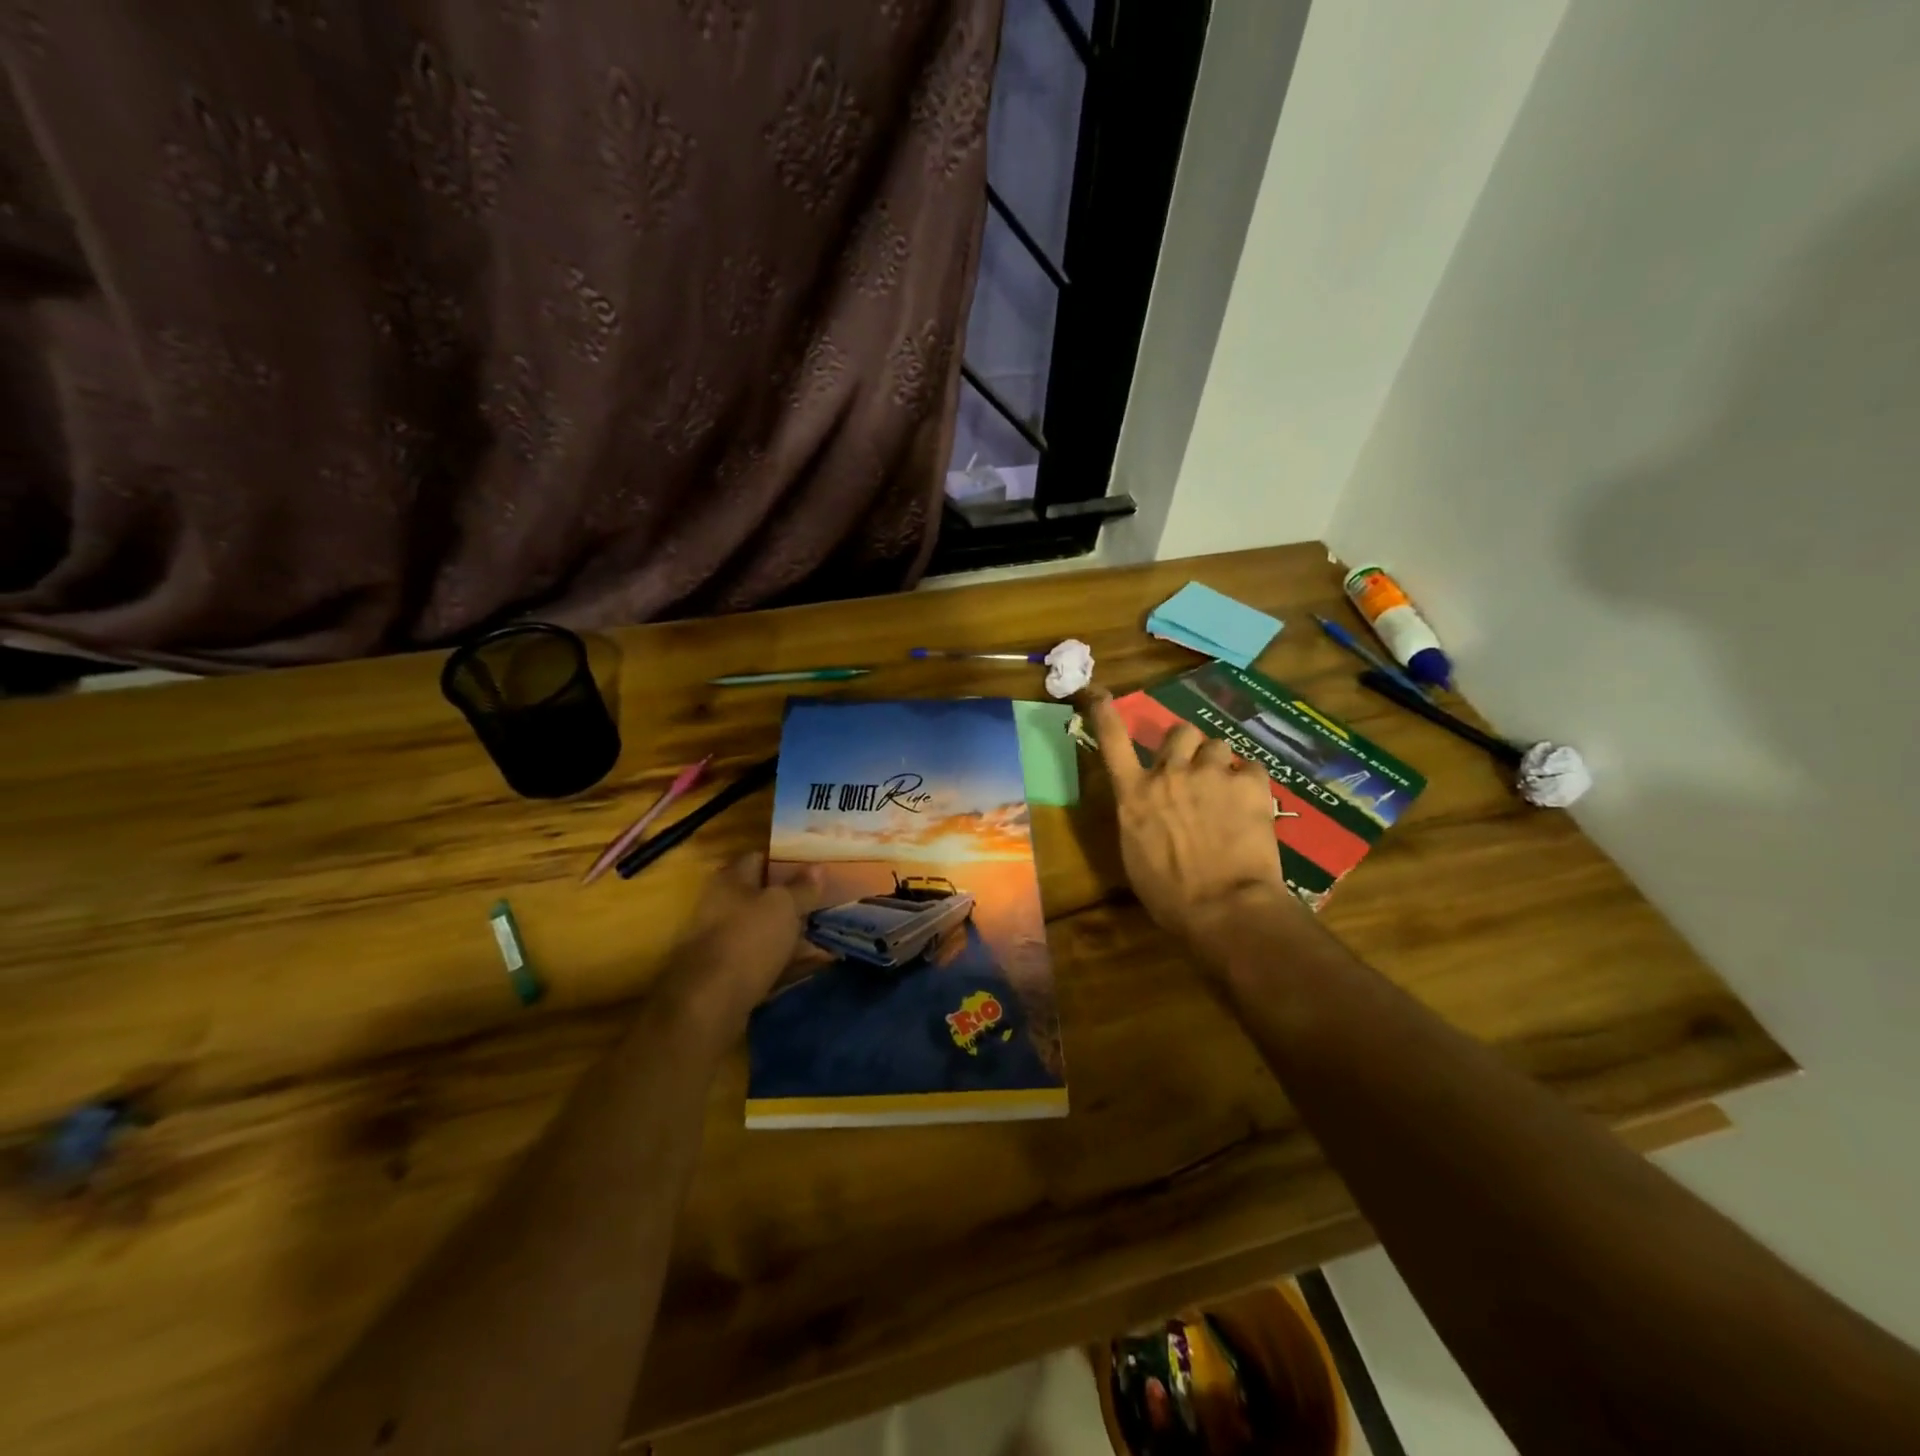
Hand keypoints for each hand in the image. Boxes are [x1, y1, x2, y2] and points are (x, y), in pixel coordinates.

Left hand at [655, 854, 824, 1043]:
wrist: (710, 1004)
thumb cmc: (747, 939)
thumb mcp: (783, 906)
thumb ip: (802, 887)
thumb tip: (818, 866)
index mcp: (730, 881)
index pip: (759, 858)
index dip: (787, 859)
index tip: (815, 864)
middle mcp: (723, 907)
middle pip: (763, 897)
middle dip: (794, 899)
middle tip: (827, 899)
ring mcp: (726, 943)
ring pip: (767, 931)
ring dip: (794, 932)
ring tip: (828, 931)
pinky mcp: (732, 975)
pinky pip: (768, 961)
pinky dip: (790, 961)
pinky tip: (819, 963)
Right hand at [1084, 690, 1305, 972]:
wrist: (1224, 908)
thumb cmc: (1170, 894)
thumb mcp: (1136, 854)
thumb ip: (1140, 817)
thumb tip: (1149, 808)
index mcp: (1134, 794)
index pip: (1112, 739)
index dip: (1103, 711)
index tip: (1097, 693)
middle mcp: (1169, 774)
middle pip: (1180, 732)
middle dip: (1187, 746)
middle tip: (1194, 771)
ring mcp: (1210, 775)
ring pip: (1217, 746)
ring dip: (1219, 764)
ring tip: (1227, 792)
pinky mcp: (1249, 784)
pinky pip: (1252, 768)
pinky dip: (1250, 783)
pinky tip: (1252, 807)